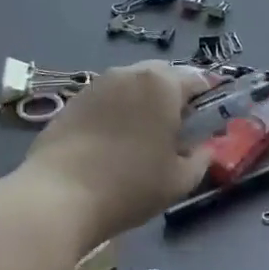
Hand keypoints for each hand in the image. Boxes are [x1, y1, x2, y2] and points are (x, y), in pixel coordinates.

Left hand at [19, 61, 210, 246]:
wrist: (58, 196)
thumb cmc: (129, 186)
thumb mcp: (179, 181)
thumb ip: (202, 159)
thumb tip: (206, 148)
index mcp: (163, 85)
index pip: (197, 79)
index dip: (208, 96)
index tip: (209, 117)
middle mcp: (131, 73)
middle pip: (163, 75)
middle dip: (174, 94)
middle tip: (177, 126)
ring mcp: (98, 84)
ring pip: (132, 84)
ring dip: (143, 100)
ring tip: (143, 134)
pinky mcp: (73, 100)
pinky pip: (107, 97)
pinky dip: (117, 110)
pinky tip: (112, 140)